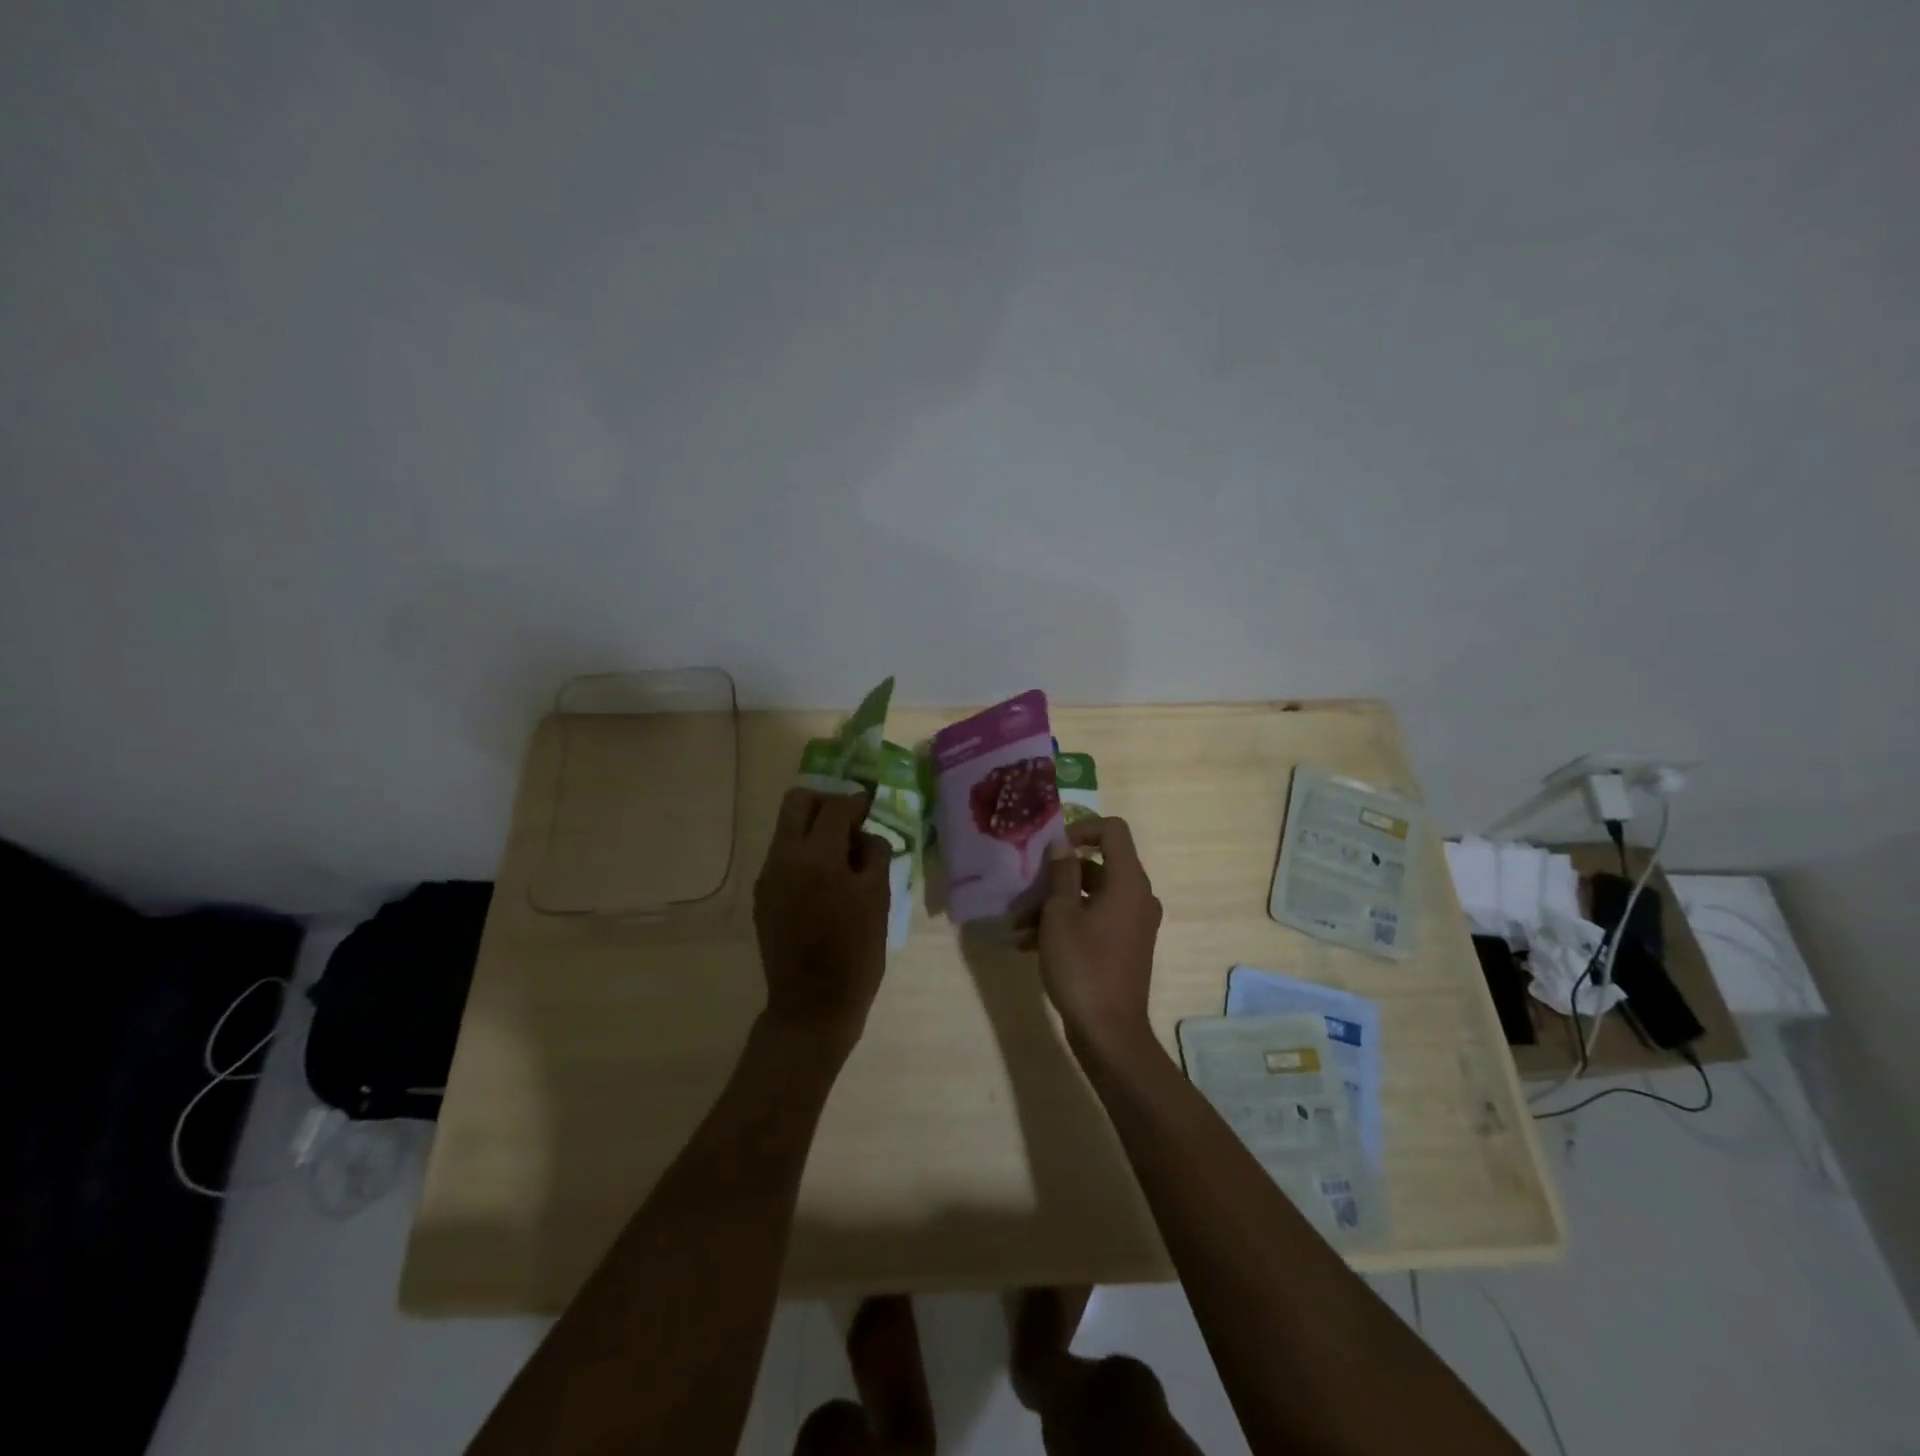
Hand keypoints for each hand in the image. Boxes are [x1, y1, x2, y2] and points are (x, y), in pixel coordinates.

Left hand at [753, 788, 893, 1054]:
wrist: (812, 1006)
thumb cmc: (855, 953)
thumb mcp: (878, 899)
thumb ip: (873, 854)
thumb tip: (864, 834)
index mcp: (817, 857)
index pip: (836, 807)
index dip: (857, 802)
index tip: (871, 807)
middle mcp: (784, 857)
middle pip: (798, 802)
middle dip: (826, 803)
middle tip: (850, 823)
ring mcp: (768, 876)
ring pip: (787, 828)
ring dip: (814, 829)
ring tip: (842, 856)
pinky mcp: (763, 895)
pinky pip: (783, 856)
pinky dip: (804, 854)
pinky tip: (825, 881)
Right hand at [1029, 816, 1162, 1056]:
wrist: (1109, 1033)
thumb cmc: (1082, 966)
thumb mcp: (1060, 915)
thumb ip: (1061, 874)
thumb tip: (1061, 845)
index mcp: (1129, 881)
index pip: (1113, 830)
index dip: (1081, 828)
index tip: (1051, 848)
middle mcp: (1138, 896)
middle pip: (1098, 864)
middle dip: (1057, 875)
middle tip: (1025, 891)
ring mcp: (1134, 922)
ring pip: (1092, 895)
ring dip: (1055, 904)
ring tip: (1019, 926)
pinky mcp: (1125, 945)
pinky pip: (1096, 919)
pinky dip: (1067, 923)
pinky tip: (1030, 944)